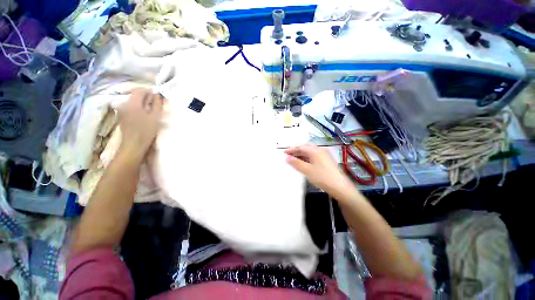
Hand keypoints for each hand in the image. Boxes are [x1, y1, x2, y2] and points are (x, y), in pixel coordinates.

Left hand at [118, 88, 163, 160]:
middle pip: (135, 96)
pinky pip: (130, 108)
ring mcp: (121, 111)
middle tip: (156, 106)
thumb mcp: (155, 116)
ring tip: (151, 112)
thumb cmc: (146, 130)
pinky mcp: (122, 117)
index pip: (140, 90)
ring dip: (142, 104)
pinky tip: (143, 117)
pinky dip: (138, 109)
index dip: (149, 92)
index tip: (157, 98)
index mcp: (132, 103)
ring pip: (133, 102)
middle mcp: (124, 104)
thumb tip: (157, 95)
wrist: (134, 145)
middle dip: (146, 98)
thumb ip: (157, 104)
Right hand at [285, 145, 354, 198]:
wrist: (340, 187)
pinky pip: (313, 157)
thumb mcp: (307, 170)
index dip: (291, 149)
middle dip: (296, 152)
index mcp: (315, 150)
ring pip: (310, 153)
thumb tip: (287, 158)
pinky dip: (306, 159)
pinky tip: (303, 163)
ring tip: (293, 160)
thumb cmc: (322, 177)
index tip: (283, 153)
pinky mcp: (326, 161)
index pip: (300, 147)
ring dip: (301, 155)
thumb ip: (296, 163)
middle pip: (305, 148)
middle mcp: (320, 150)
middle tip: (288, 156)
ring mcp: (324, 155)